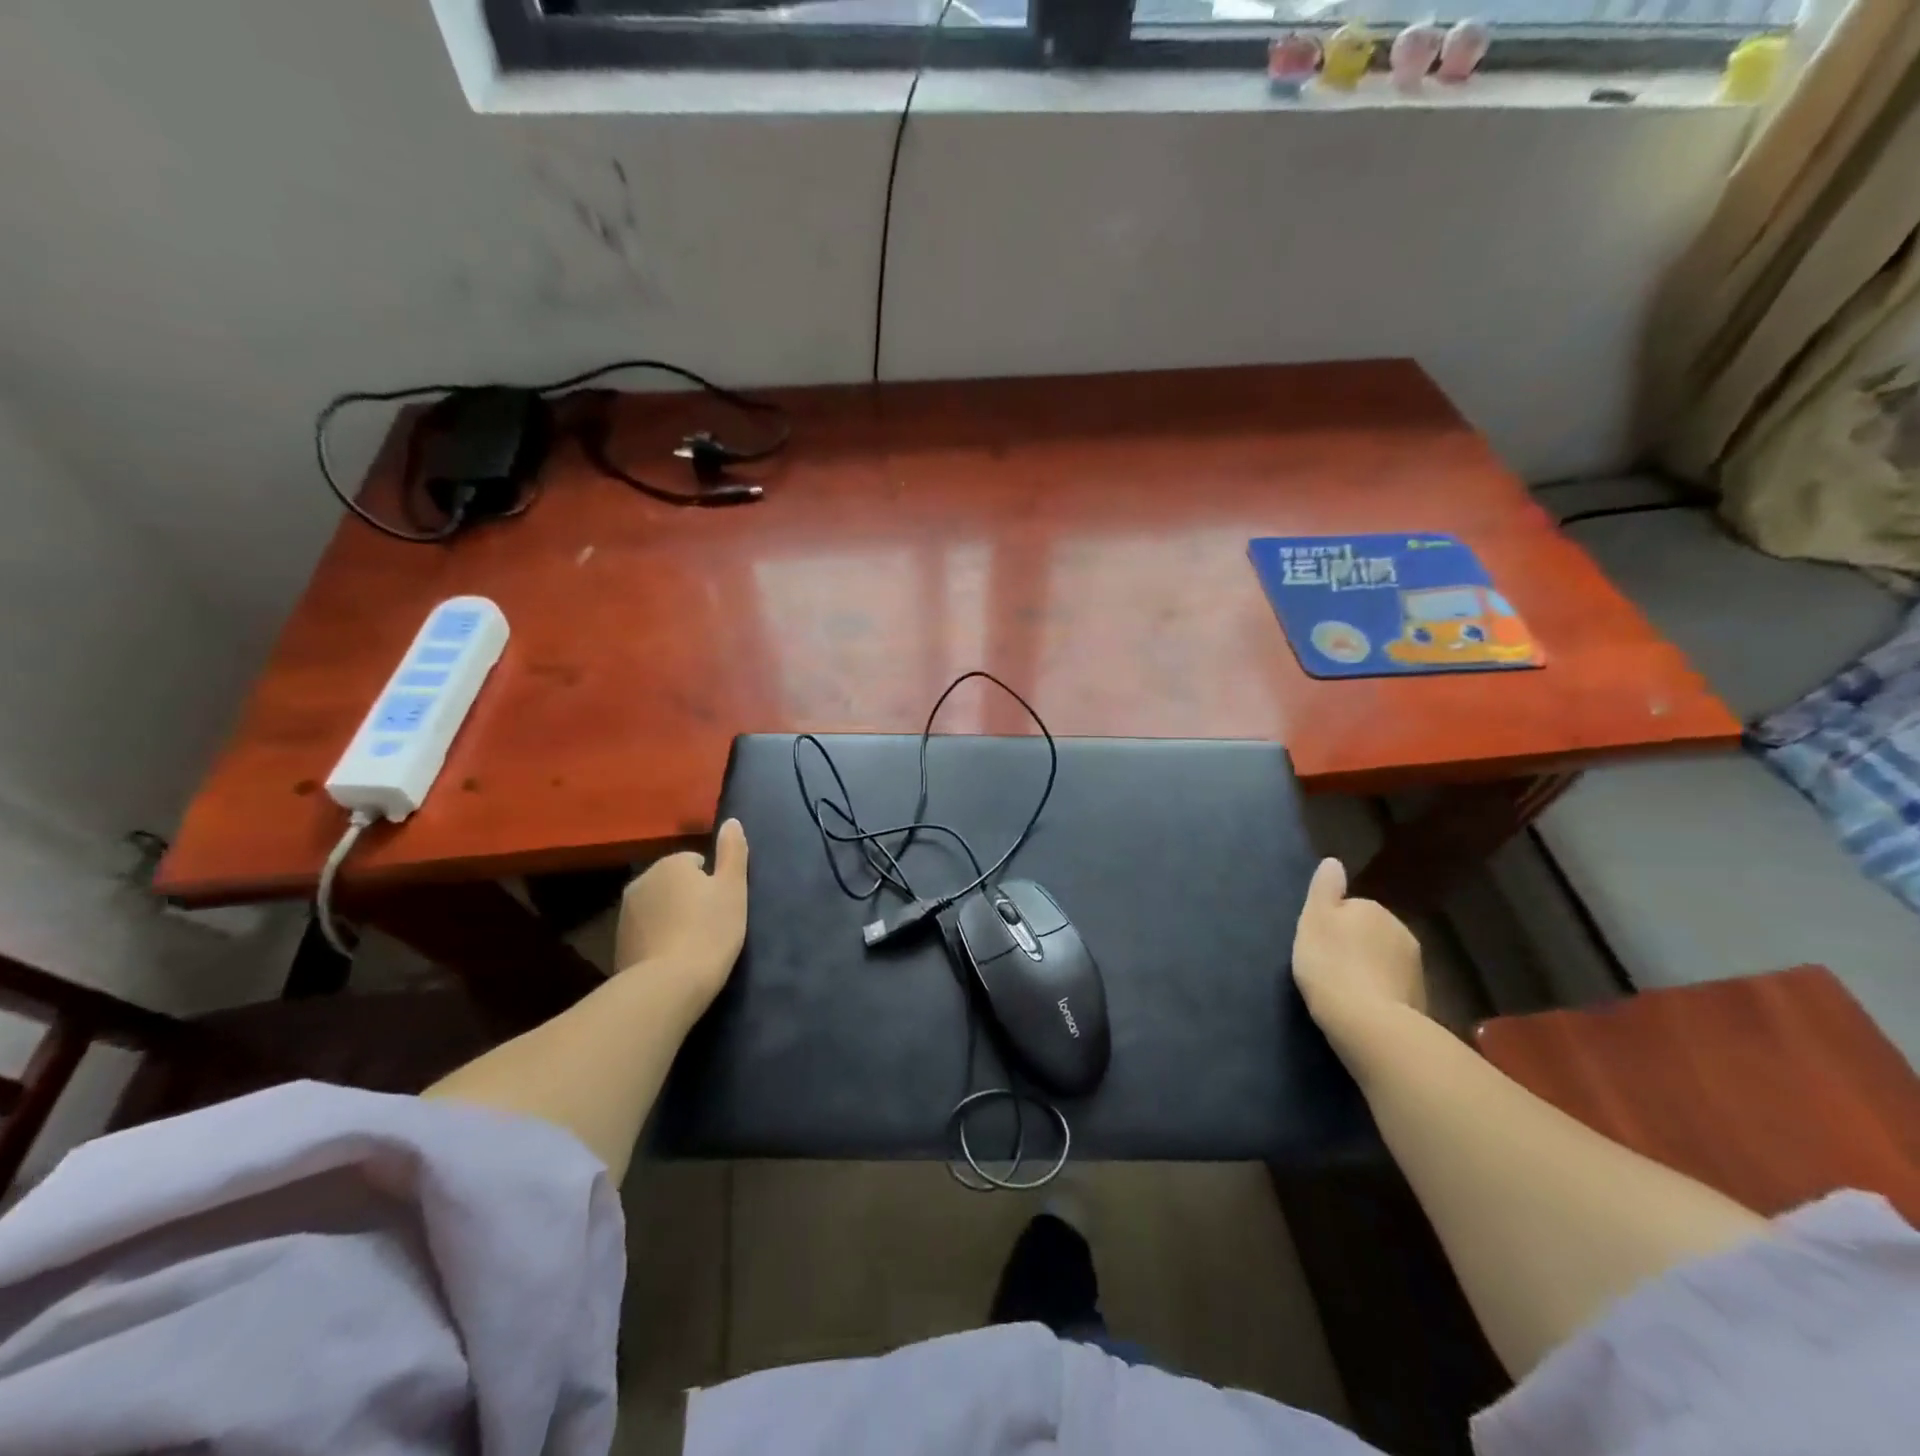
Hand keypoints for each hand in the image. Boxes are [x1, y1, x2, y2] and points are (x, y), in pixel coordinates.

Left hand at [615, 819, 748, 1006]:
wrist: (668, 986)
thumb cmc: (709, 930)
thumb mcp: (734, 888)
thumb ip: (733, 851)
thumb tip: (731, 821)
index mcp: (670, 864)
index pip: (696, 862)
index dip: (713, 883)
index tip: (722, 906)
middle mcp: (642, 881)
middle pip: (674, 883)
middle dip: (689, 898)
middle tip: (710, 925)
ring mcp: (625, 914)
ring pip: (659, 907)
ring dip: (673, 918)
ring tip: (693, 944)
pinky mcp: (618, 944)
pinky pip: (647, 932)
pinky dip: (659, 939)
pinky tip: (674, 959)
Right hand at [1291, 857, 1425, 1051]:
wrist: (1368, 1022)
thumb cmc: (1331, 964)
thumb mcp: (1314, 919)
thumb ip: (1324, 888)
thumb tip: (1333, 861)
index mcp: (1372, 909)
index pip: (1348, 908)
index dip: (1330, 925)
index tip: (1317, 945)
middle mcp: (1400, 930)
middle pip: (1368, 932)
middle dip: (1353, 946)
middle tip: (1328, 968)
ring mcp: (1415, 966)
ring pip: (1382, 959)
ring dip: (1367, 969)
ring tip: (1344, 990)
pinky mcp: (1421, 998)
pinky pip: (1392, 986)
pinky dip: (1380, 992)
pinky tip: (1363, 1007)